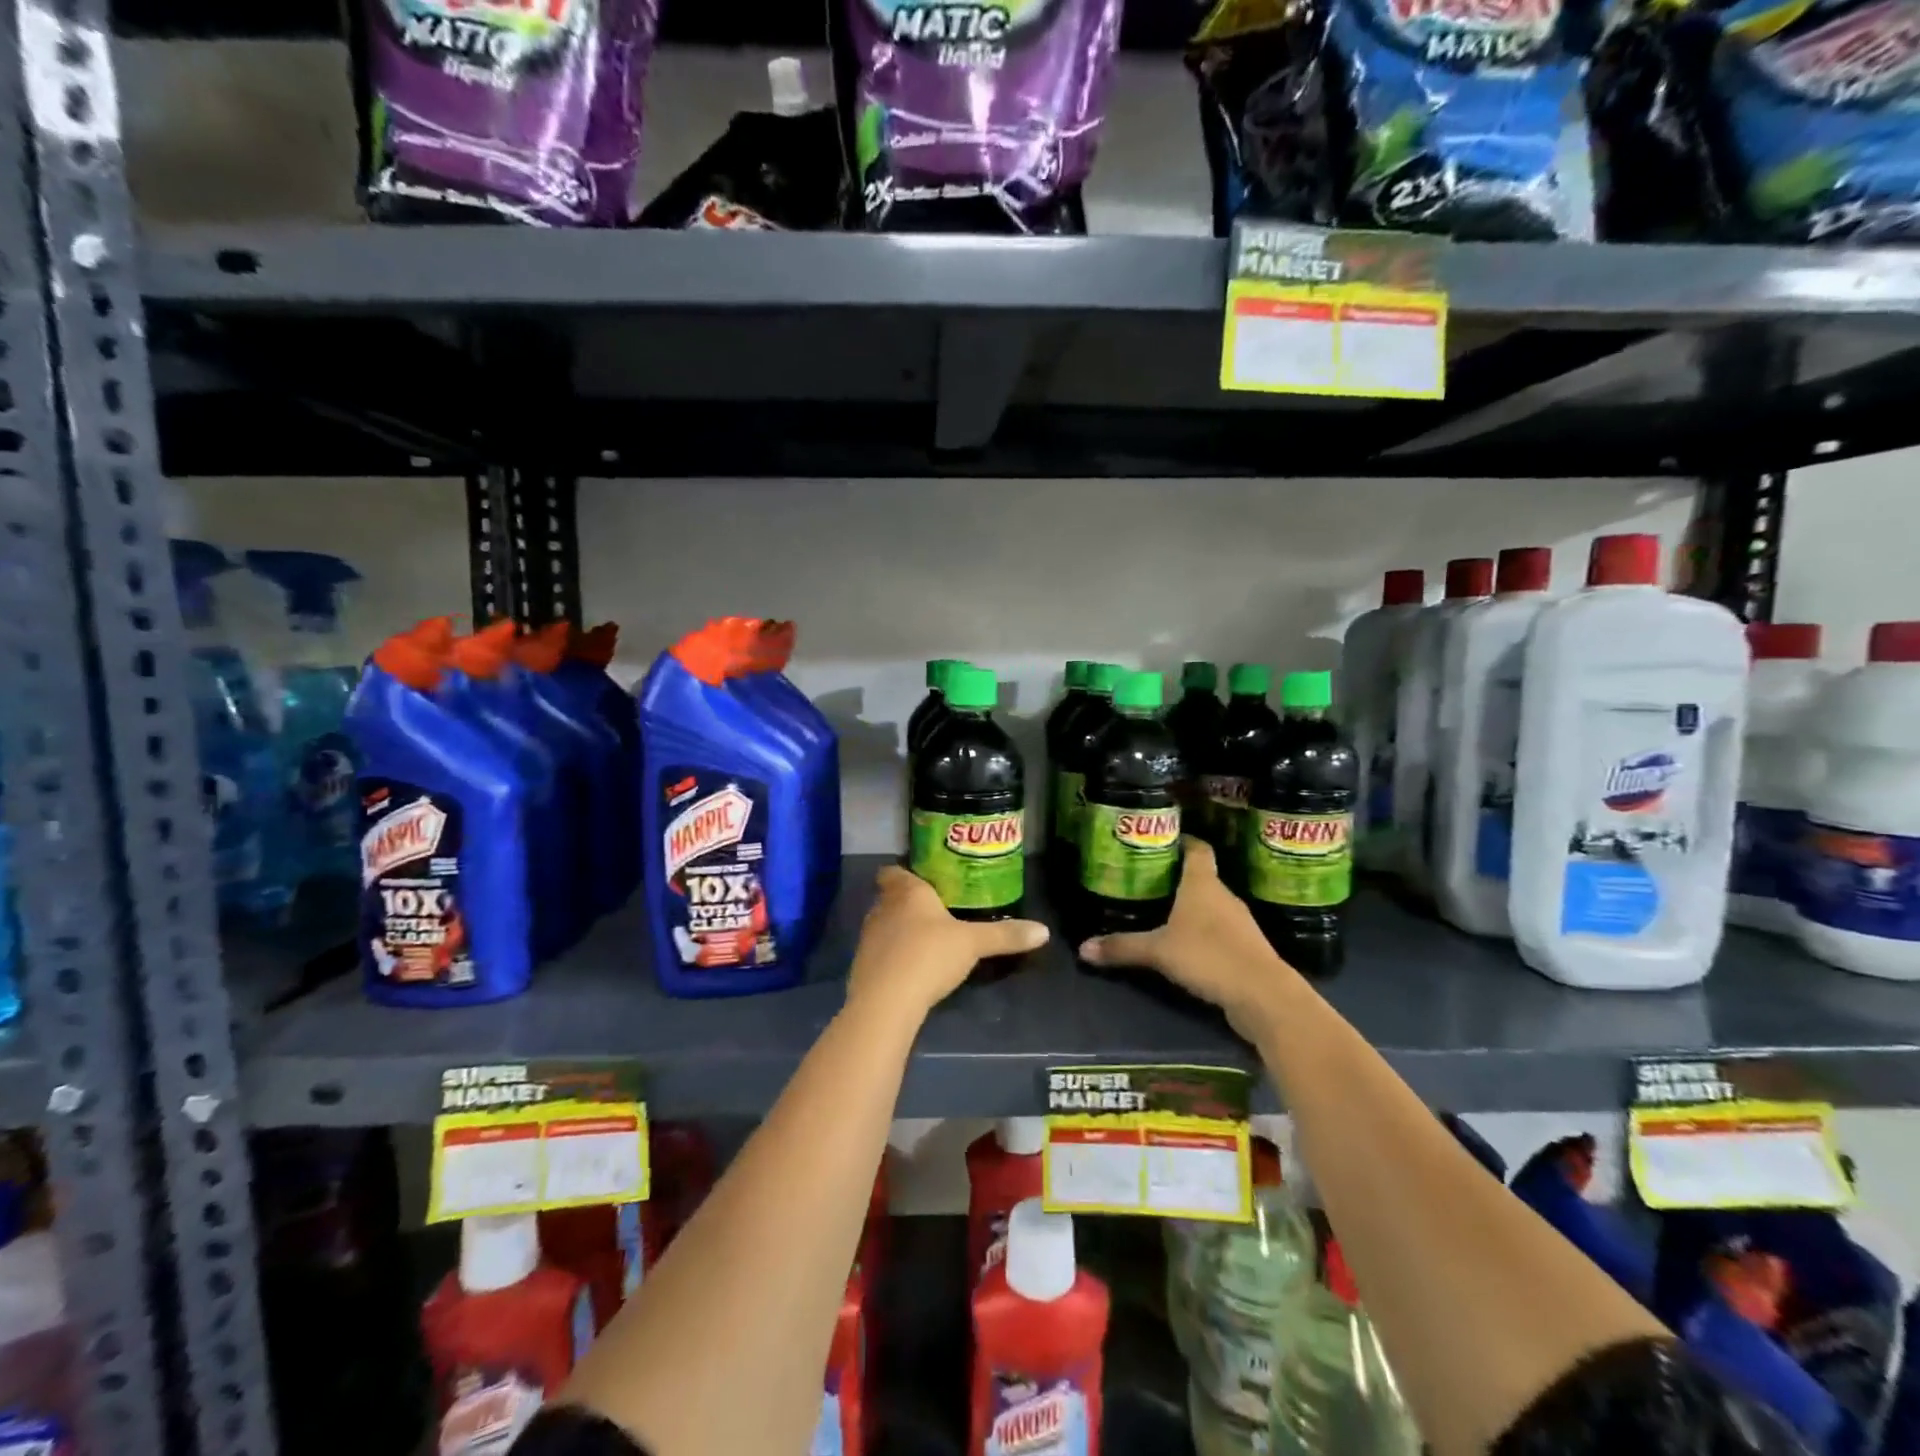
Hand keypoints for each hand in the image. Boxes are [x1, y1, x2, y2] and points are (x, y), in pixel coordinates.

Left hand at [846, 866, 1049, 1021]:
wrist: (886, 1001)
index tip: (919, 879)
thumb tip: (1044, 930)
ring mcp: (868, 938)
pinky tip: (909, 970)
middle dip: (905, 904)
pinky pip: (878, 954)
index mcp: (907, 892)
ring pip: (882, 925)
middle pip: (888, 898)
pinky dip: (891, 957)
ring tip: (923, 941)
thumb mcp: (973, 944)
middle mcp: (882, 909)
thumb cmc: (929, 956)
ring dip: (898, 931)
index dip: (902, 873)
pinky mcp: (861, 967)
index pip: (893, 872)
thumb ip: (1005, 935)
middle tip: (932, 912)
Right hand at [1078, 839, 1297, 1038]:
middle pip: (1202, 877)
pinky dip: (1203, 932)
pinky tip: (1186, 945)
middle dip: (1177, 877)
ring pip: (1211, 905)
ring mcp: (1239, 923)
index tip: (1164, 840)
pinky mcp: (1246, 948)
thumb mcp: (1158, 951)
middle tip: (1148, 879)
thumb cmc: (1209, 956)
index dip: (1183, 841)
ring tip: (1162, 911)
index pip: (1198, 849)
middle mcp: (1224, 896)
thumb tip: (1082, 948)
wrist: (1263, 995)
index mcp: (1203, 884)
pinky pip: (1219, 931)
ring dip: (1191, 907)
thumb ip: (1122, 947)